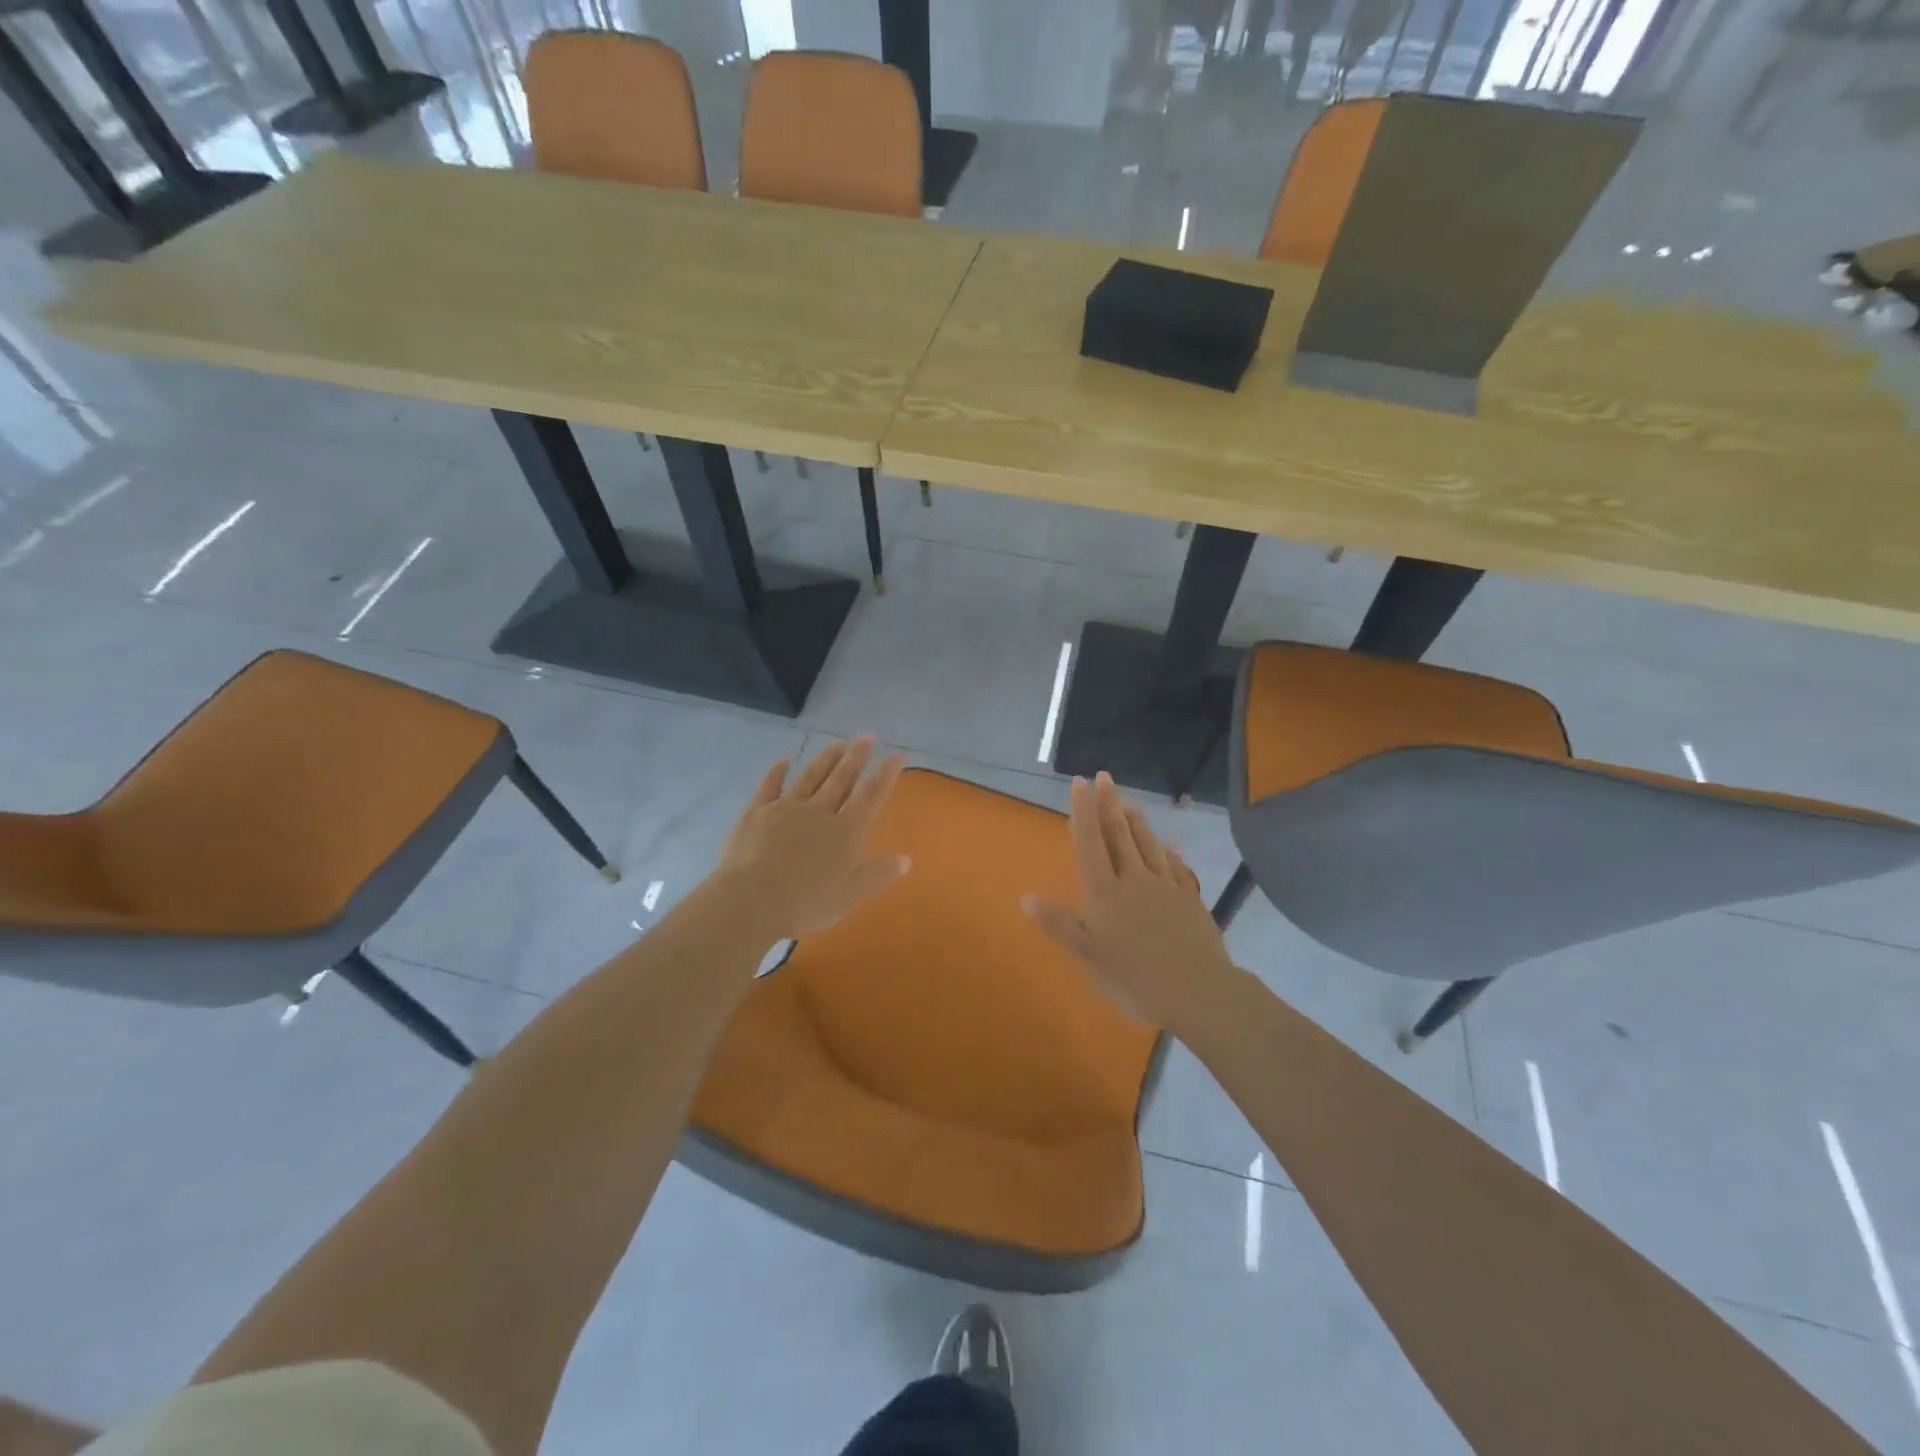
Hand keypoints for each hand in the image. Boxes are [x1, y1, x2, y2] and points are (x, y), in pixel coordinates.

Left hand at [716, 737, 910, 940]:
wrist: (751, 899)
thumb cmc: (806, 902)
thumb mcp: (851, 894)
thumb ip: (878, 874)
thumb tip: (906, 859)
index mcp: (846, 830)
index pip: (872, 795)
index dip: (886, 774)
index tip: (897, 755)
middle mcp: (819, 811)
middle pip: (842, 778)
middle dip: (856, 757)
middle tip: (866, 737)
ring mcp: (786, 808)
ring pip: (810, 777)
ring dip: (825, 759)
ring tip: (837, 743)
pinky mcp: (757, 813)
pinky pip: (770, 786)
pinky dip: (778, 772)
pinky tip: (784, 761)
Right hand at [1022, 772, 1238, 1031]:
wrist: (1198, 991)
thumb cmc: (1135, 977)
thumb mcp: (1089, 955)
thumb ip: (1060, 924)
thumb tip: (1026, 897)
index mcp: (1106, 892)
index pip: (1091, 843)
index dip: (1083, 812)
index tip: (1079, 783)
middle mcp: (1134, 880)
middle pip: (1119, 835)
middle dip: (1109, 805)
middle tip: (1103, 777)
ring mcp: (1165, 887)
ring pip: (1147, 845)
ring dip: (1135, 821)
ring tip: (1127, 801)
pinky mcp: (1189, 900)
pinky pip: (1174, 866)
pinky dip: (1165, 850)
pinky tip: (1165, 845)